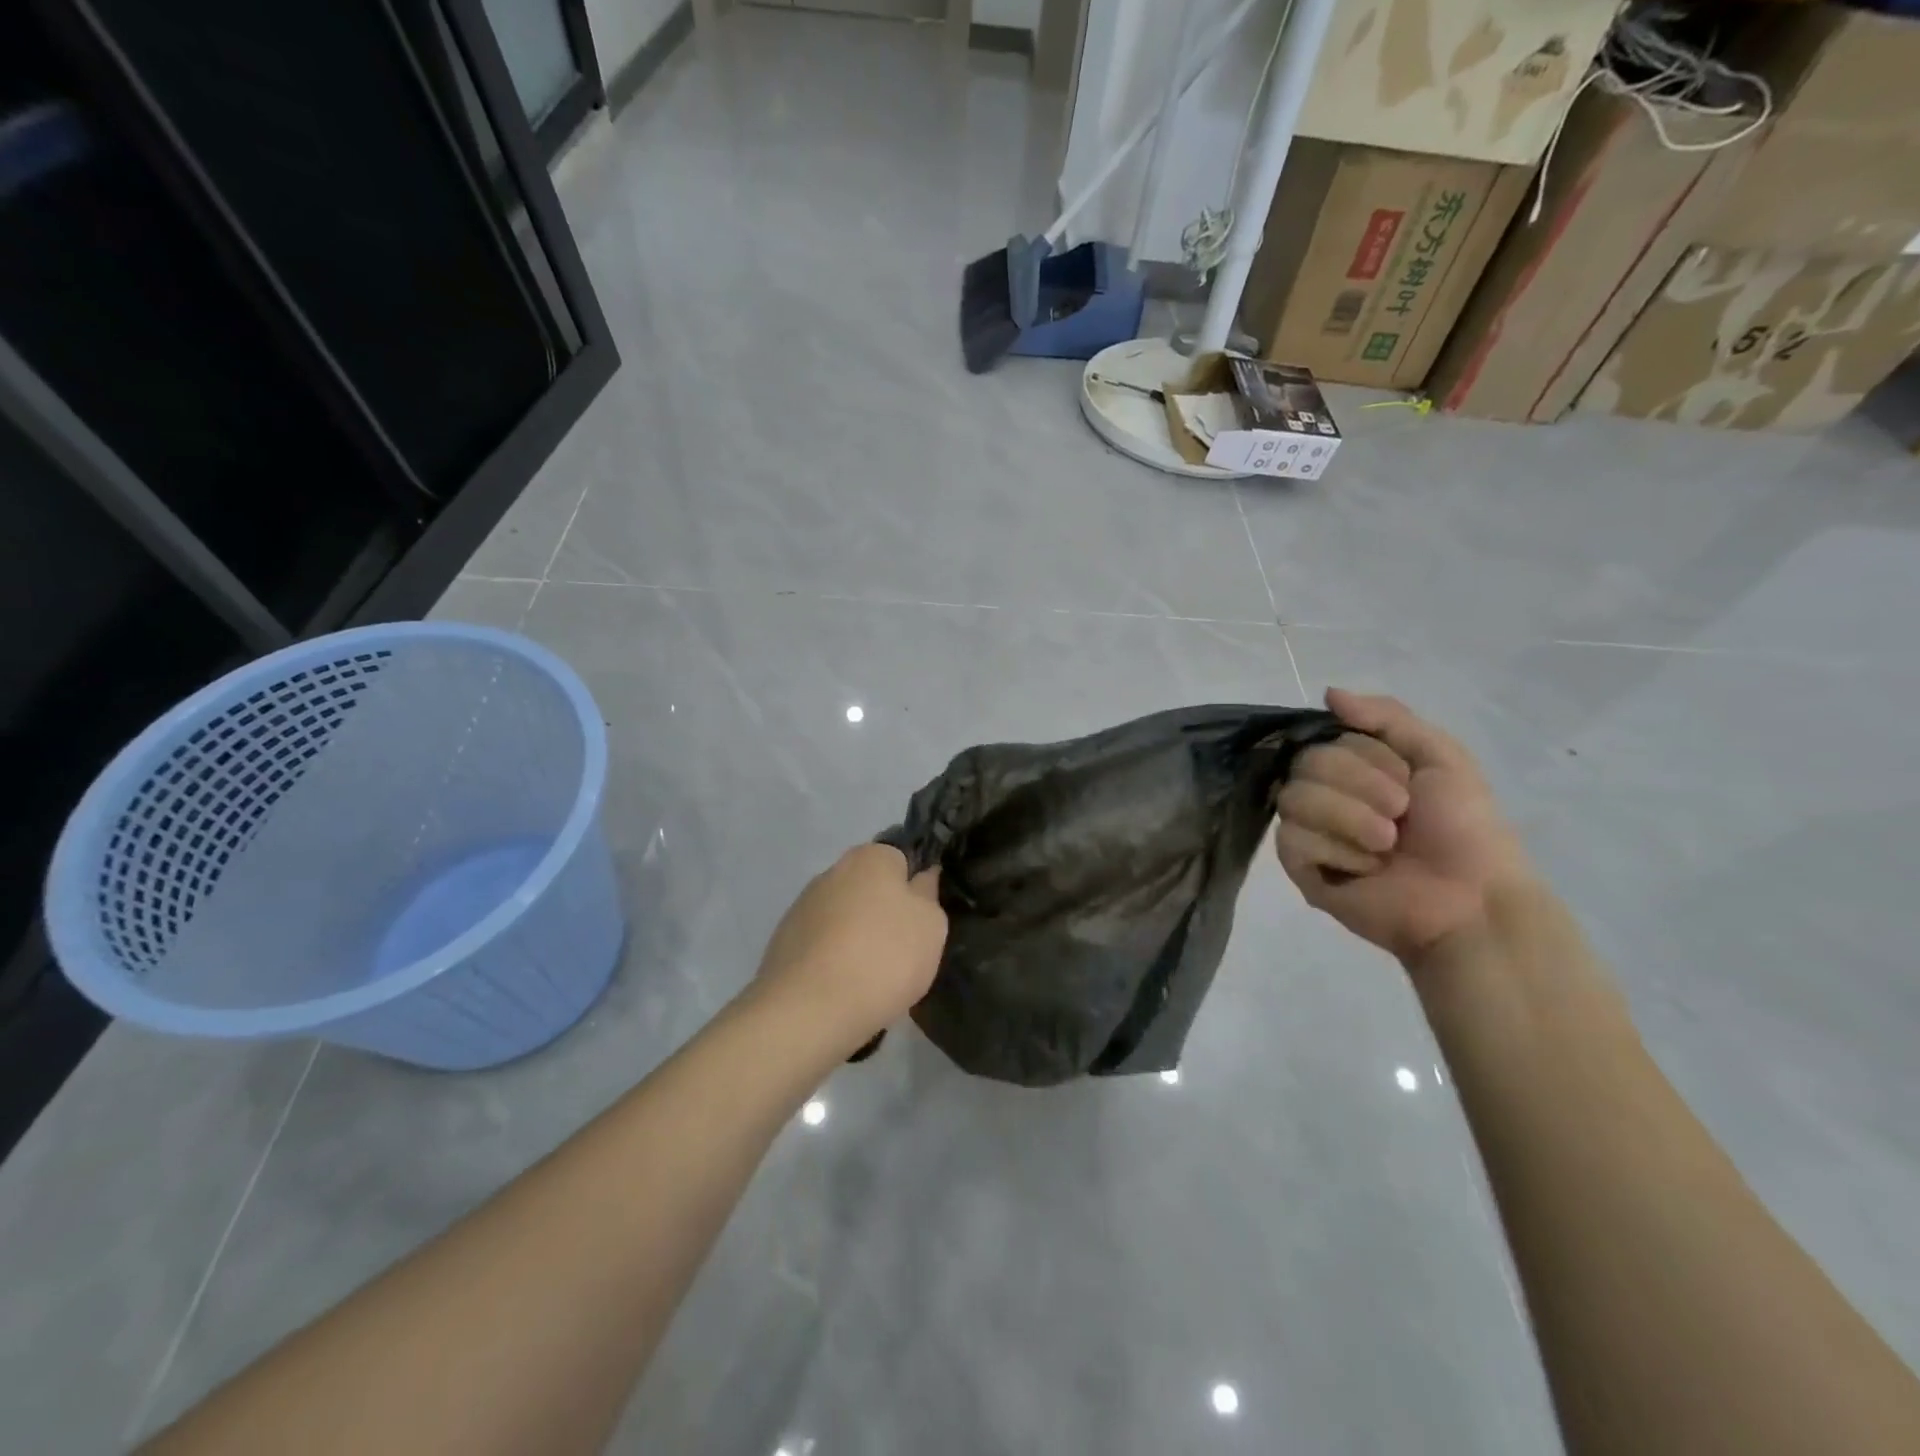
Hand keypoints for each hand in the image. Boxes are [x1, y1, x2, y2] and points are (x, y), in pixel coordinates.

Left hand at [752, 844, 946, 1052]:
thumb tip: (922, 877)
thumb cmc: (884, 957)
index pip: (900, 860)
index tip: (920, 922)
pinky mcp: (783, 940)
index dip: (913, 889)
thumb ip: (928, 894)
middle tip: (900, 952)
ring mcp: (803, 906)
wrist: (810, 1008)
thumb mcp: (931, 925)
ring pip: (843, 917)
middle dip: (882, 914)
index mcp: (870, 857)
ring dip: (856, 937)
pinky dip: (832, 959)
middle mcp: (832, 871)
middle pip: (868, 889)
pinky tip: (841, 988)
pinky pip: (821, 944)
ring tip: (869, 978)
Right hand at [1275, 689, 1536, 964]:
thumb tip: (1328, 692)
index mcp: (1356, 768)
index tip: (1408, 781)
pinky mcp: (1300, 869)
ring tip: (1386, 846)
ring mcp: (1310, 832)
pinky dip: (1335, 850)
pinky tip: (1364, 869)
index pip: (1326, 739)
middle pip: (1305, 765)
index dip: (1367, 757)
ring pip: (1293, 799)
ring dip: (1350, 819)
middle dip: (1361, 787)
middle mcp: (1326, 795)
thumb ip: (1387, 718)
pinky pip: (1291, 840)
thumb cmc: (1465, 829)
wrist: (1471, 901)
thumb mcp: (1442, 757)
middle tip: (1400, 816)